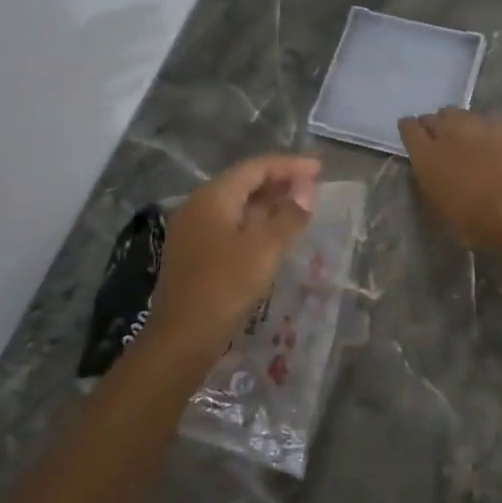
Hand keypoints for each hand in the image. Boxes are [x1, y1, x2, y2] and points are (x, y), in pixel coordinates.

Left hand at [150, 154, 320, 354]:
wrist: (182, 337)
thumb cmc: (225, 286)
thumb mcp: (265, 249)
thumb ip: (289, 216)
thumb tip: (307, 190)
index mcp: (213, 197)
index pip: (256, 168)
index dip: (290, 165)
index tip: (320, 168)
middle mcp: (199, 206)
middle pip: (245, 182)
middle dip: (280, 181)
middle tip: (314, 185)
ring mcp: (194, 230)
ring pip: (238, 205)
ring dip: (269, 202)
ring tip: (300, 206)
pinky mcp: (195, 252)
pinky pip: (231, 224)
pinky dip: (256, 222)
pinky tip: (275, 233)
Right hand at [397, 108, 501, 248]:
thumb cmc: (471, 219)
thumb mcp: (438, 205)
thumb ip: (430, 180)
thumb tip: (432, 171)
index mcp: (426, 155)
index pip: (409, 129)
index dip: (409, 129)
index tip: (412, 133)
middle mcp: (448, 133)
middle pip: (435, 117)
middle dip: (434, 124)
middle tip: (439, 137)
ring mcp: (476, 126)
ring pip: (461, 114)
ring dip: (458, 122)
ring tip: (465, 136)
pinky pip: (487, 121)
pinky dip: (485, 129)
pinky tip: (492, 141)